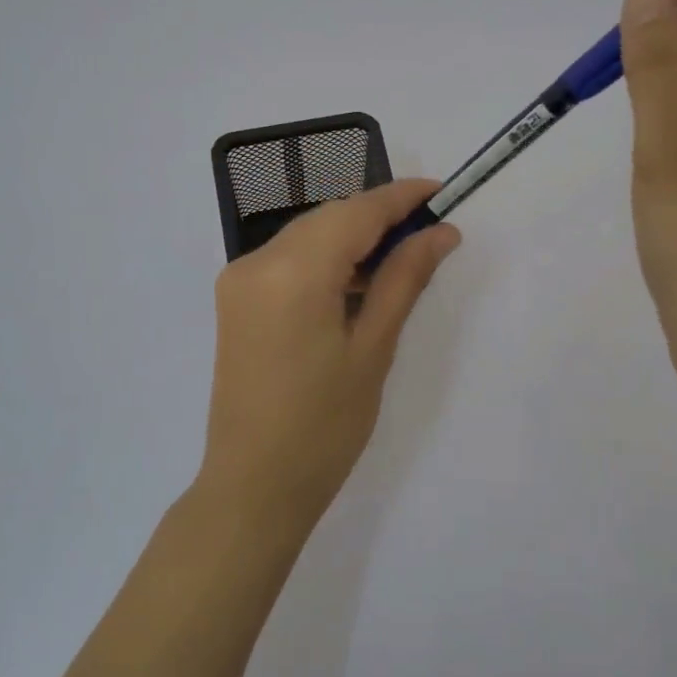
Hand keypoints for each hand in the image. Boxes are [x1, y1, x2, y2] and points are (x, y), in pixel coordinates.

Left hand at [201, 179, 461, 532]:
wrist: (254, 485)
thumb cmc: (325, 426)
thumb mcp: (374, 349)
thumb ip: (404, 279)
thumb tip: (441, 233)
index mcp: (292, 272)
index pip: (356, 212)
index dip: (400, 197)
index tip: (441, 192)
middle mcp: (256, 262)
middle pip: (329, 217)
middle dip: (379, 217)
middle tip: (429, 232)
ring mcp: (239, 279)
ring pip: (308, 235)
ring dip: (352, 237)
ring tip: (400, 259)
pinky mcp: (235, 299)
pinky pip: (288, 259)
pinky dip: (325, 259)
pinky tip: (356, 281)